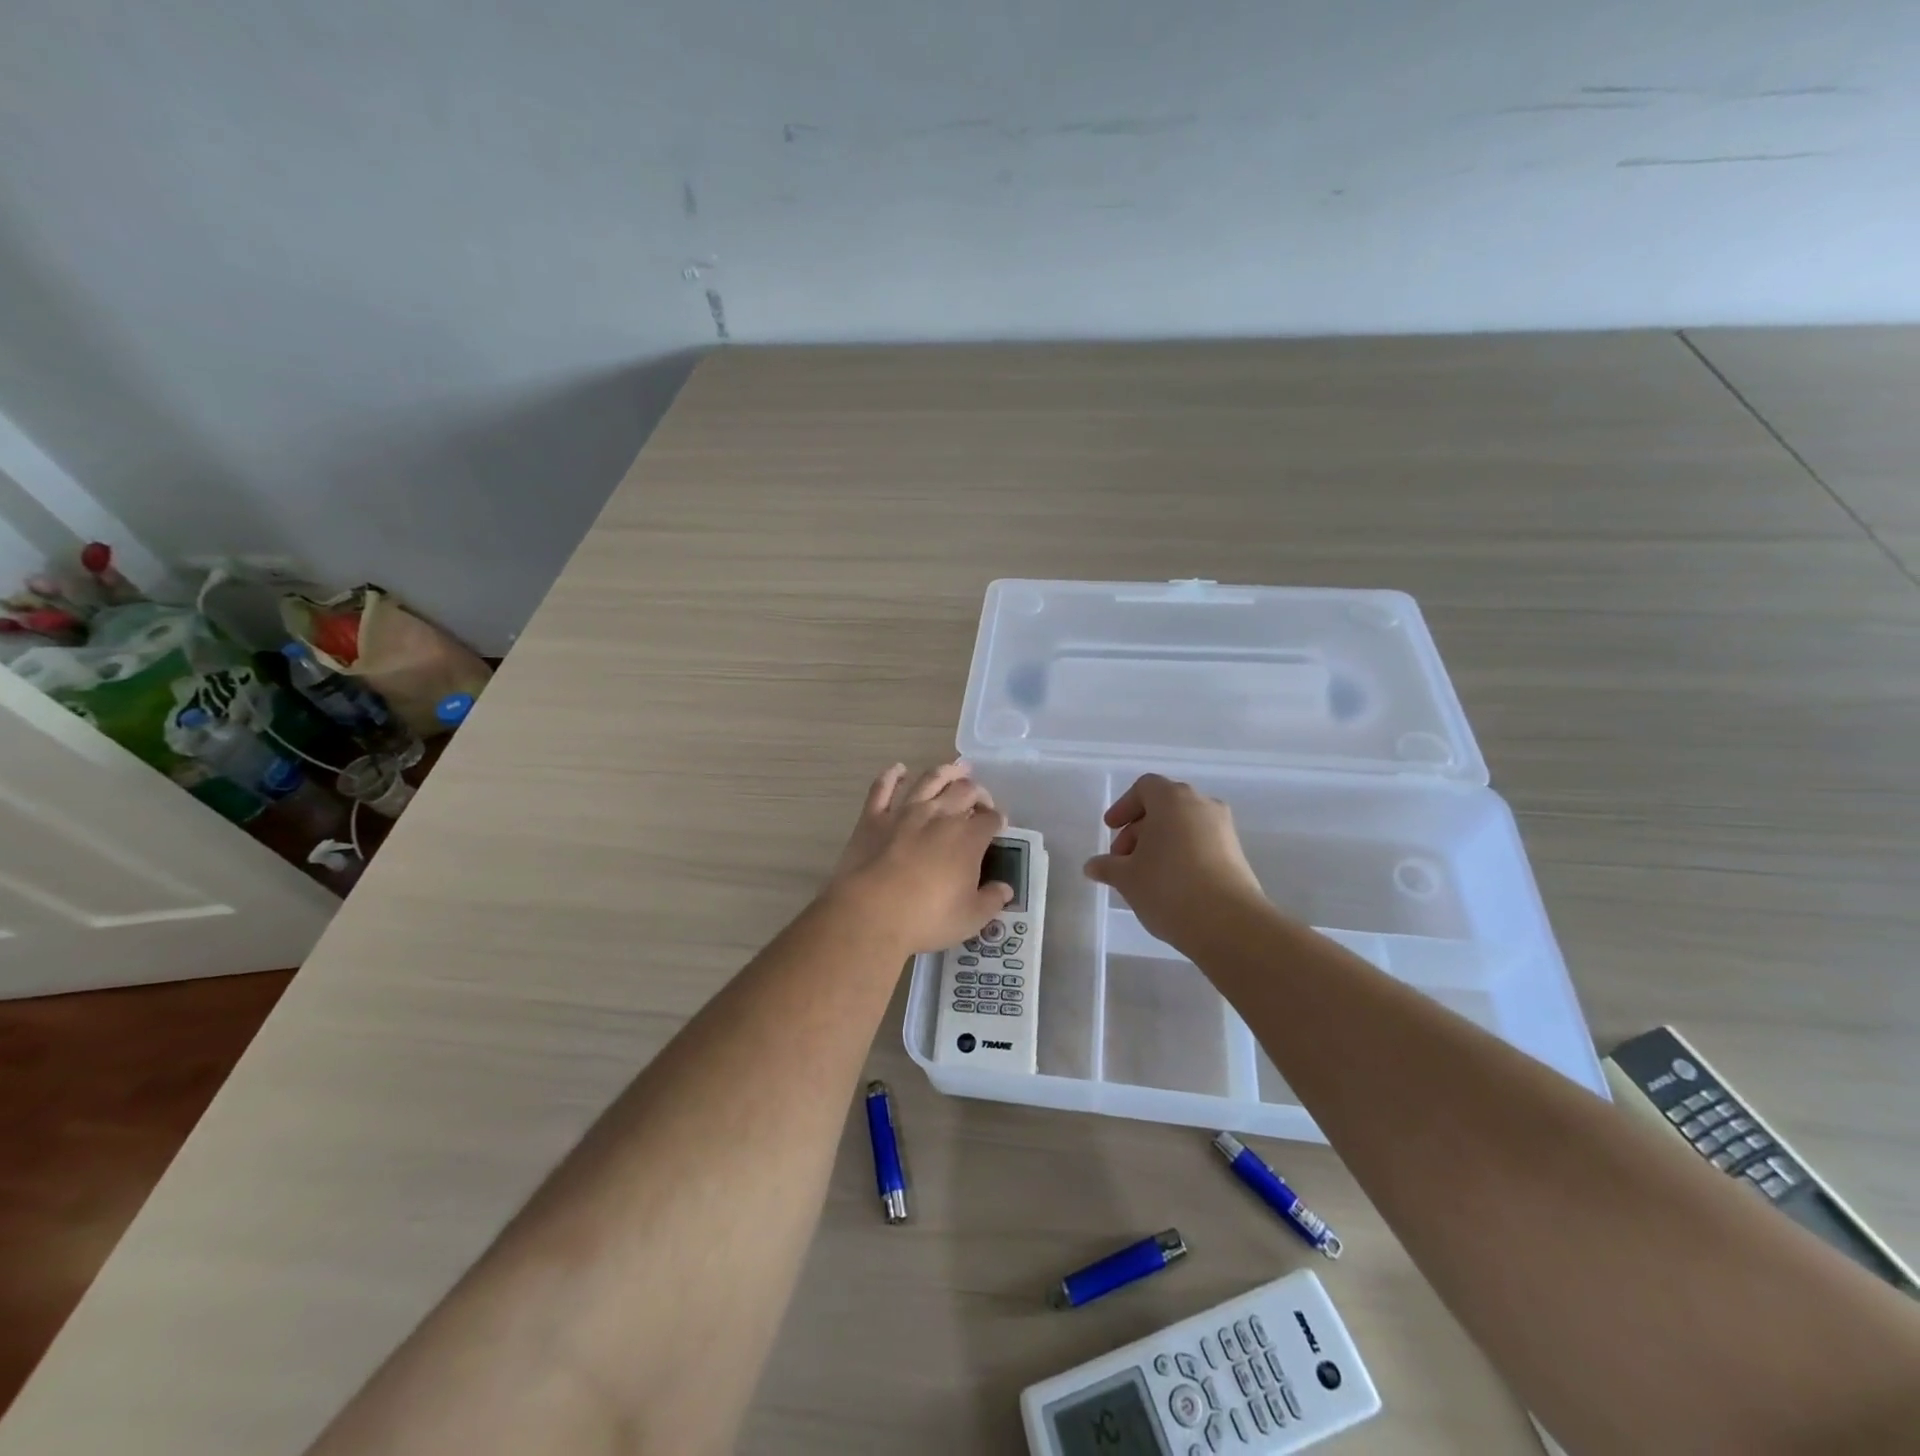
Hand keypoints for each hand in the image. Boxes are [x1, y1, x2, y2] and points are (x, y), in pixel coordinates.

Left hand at [826, 763, 1012, 953]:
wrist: (871, 914)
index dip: (998, 819)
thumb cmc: (926, 919)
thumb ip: (991, 900)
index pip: (991, 819)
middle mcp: (940, 815)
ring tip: (957, 768)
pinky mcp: (873, 818)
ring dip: (946, 772)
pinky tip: (898, 770)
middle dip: (978, 792)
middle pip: (965, 791)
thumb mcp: (970, 918)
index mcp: (968, 838)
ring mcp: (905, 812)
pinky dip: (891, 776)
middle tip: (980, 799)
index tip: (999, 825)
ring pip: (930, 780)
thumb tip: (1005, 889)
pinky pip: (882, 789)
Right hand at [1084, 774, 1269, 951]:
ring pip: (1184, 826)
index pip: (1145, 787)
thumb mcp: (1126, 878)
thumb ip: (1107, 866)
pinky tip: (1169, 886)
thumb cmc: (1168, 888)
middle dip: (1139, 829)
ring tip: (1144, 875)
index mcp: (1172, 799)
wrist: (1228, 924)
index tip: (1110, 829)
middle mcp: (1202, 805)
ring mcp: (1224, 829)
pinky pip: (1201, 844)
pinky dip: (1182, 855)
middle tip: (1122, 858)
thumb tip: (1093, 866)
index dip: (1124, 806)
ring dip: (1160, 844)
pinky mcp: (1237, 855)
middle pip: (1164, 806)